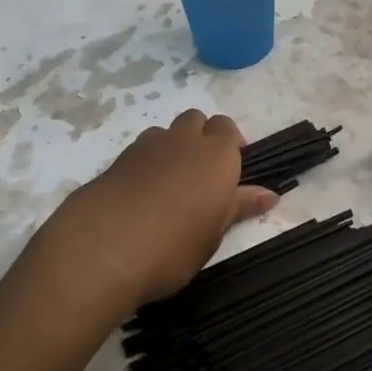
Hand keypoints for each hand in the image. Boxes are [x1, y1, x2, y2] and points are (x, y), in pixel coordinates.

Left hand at [30, 109, 278, 320]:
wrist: (102, 250)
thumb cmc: (173, 248)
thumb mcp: (213, 234)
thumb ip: (238, 207)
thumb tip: (269, 195)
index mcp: (216, 155)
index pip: (228, 128)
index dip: (230, 145)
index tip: (230, 173)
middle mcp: (183, 140)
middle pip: (197, 120)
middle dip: (202, 138)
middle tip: (202, 177)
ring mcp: (146, 146)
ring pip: (166, 132)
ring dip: (172, 147)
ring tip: (169, 186)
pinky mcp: (116, 160)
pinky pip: (140, 150)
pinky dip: (146, 163)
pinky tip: (141, 196)